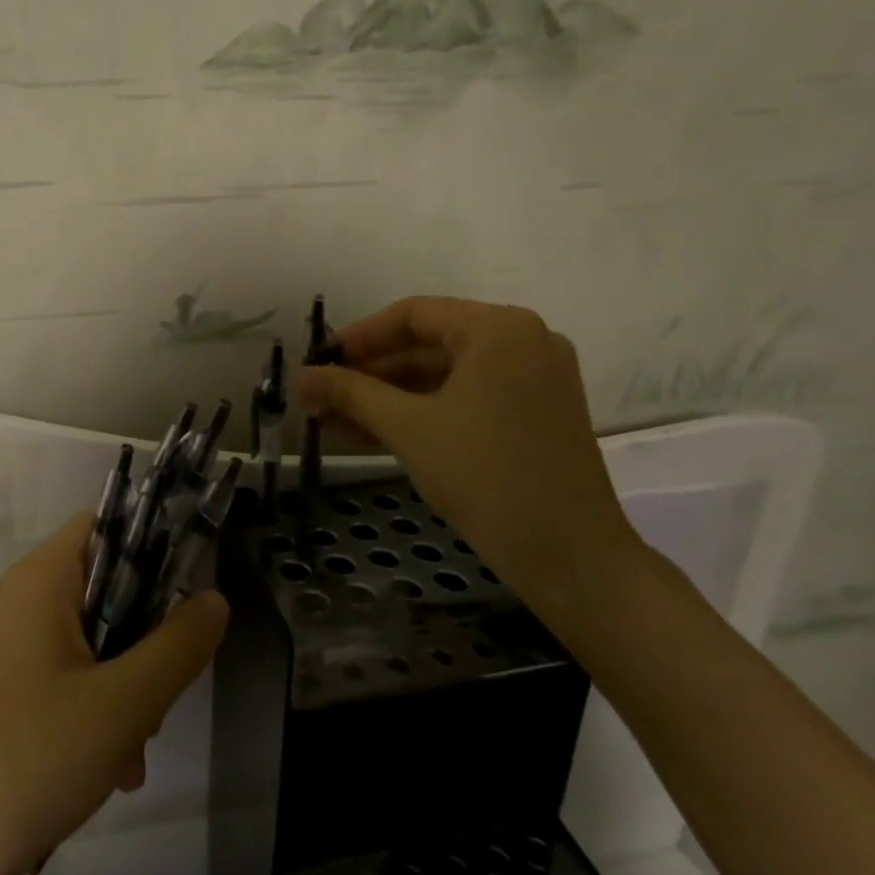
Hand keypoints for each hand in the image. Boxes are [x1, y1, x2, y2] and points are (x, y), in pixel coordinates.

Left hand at [0, 512, 228, 874]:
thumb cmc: (32, 759)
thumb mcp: (125, 703)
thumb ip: (179, 646)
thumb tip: (214, 598)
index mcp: (41, 578)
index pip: (106, 526)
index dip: (152, 550)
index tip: (185, 602)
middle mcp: (21, 600)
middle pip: (105, 588)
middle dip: (144, 641)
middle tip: (160, 697)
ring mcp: (7, 647)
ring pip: (91, 641)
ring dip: (125, 687)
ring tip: (133, 752)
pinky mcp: (3, 691)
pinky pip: (65, 677)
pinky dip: (95, 711)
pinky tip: (110, 769)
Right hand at [297, 297, 642, 613]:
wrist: (572, 560)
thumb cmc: (487, 478)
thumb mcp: (408, 428)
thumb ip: (350, 393)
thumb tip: (301, 377)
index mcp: (500, 329)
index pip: (413, 314)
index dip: (358, 337)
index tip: (319, 361)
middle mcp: (523, 341)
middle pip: (428, 344)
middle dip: (369, 373)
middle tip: (320, 395)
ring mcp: (534, 378)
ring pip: (444, 374)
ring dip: (389, 396)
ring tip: (334, 418)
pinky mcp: (535, 412)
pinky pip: (466, 397)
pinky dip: (422, 411)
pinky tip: (373, 431)